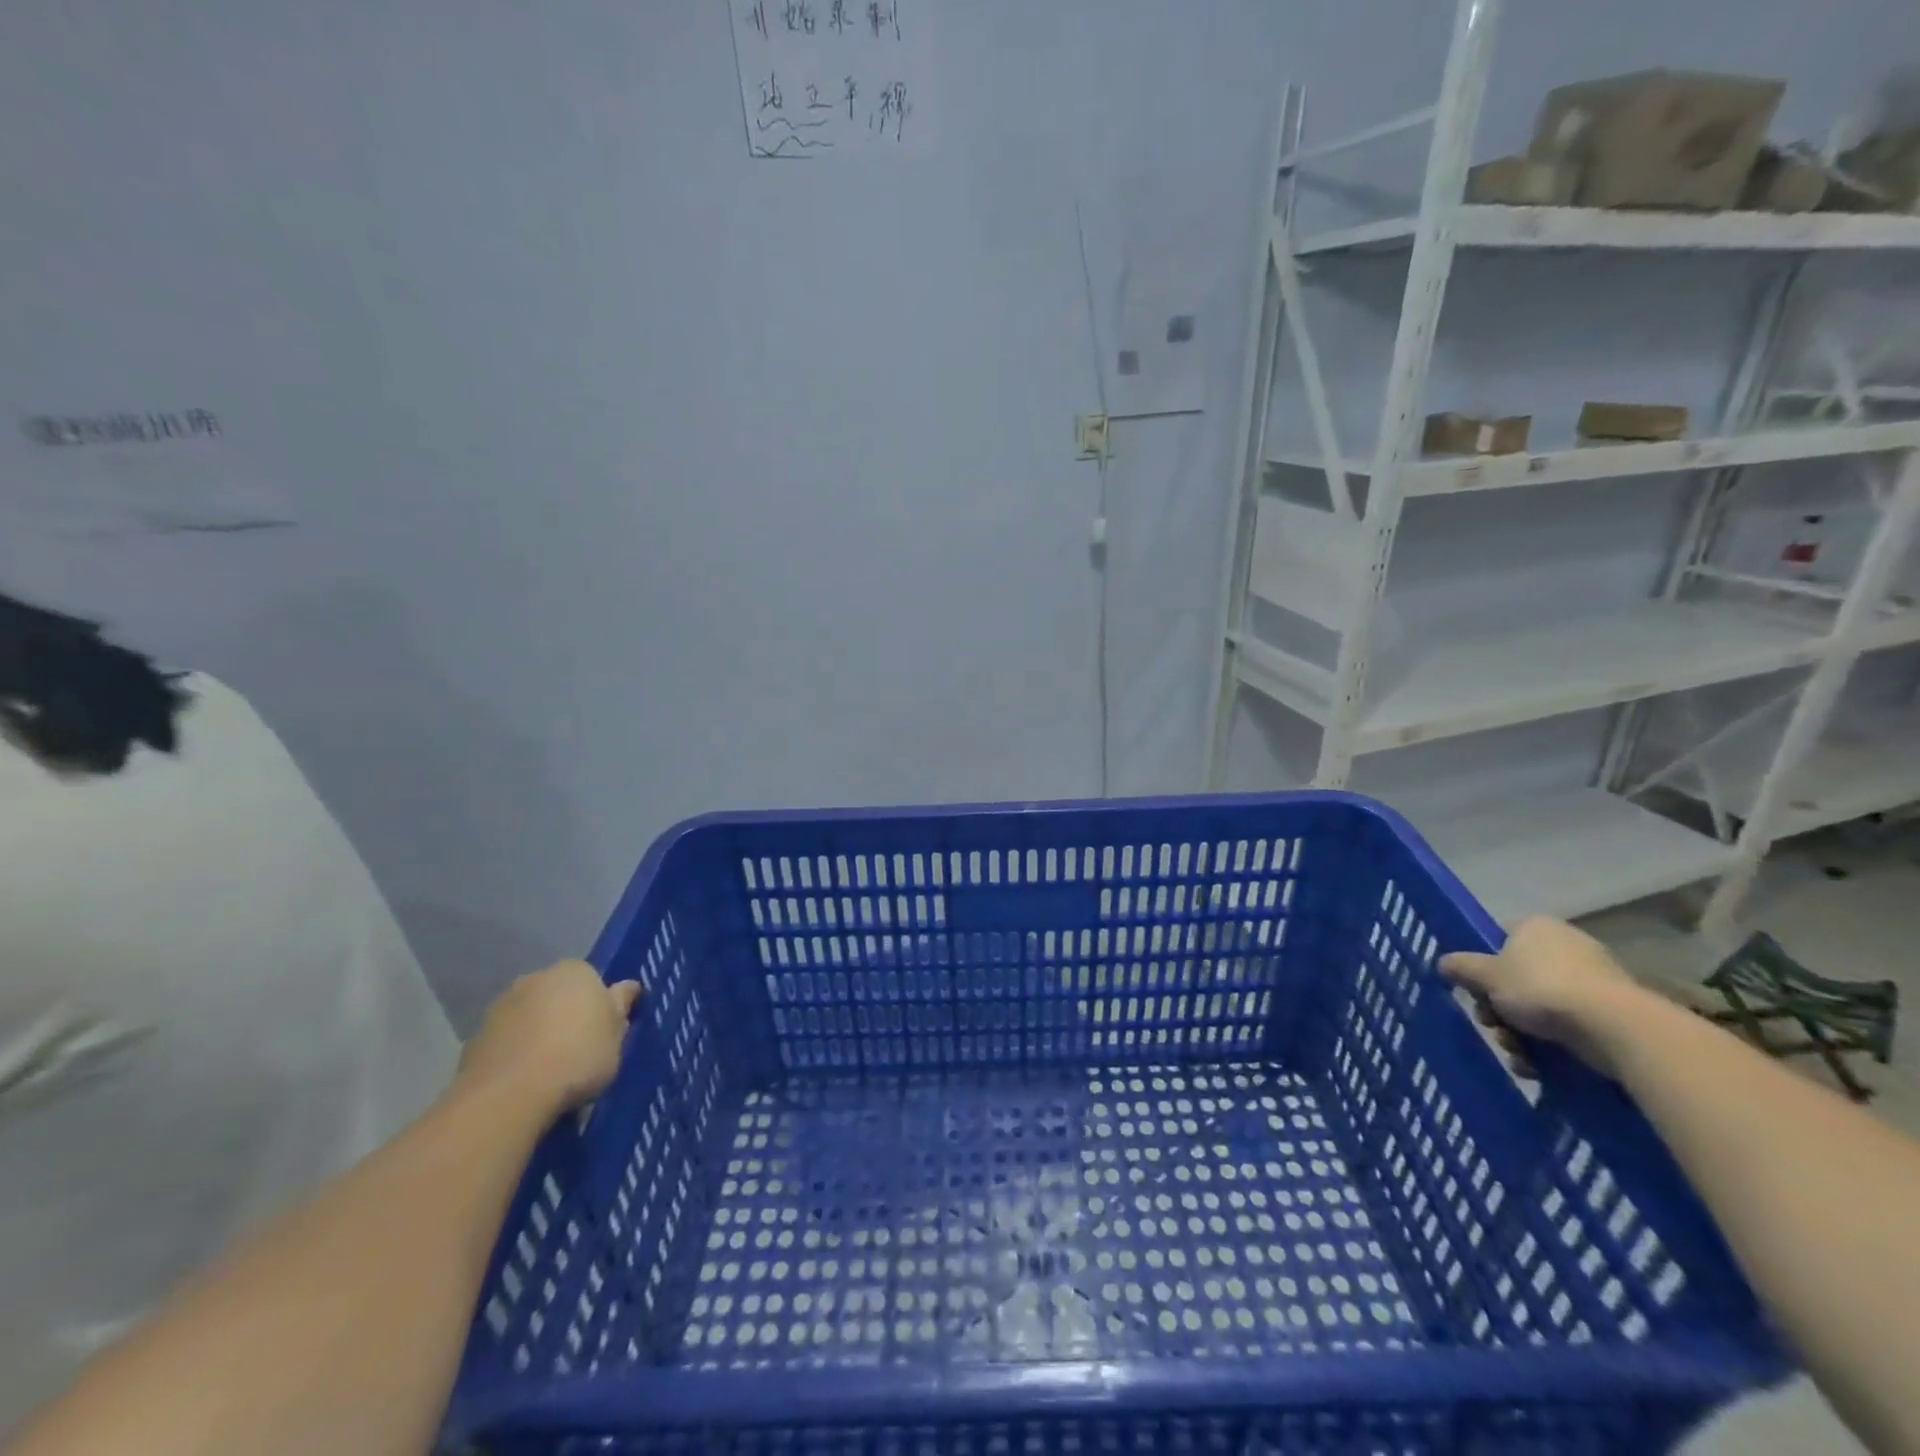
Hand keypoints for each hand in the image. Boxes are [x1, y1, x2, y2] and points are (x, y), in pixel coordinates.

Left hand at [458, 960, 639, 1114]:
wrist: (510, 1095)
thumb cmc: (578, 1056)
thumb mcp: (617, 1035)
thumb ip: (621, 1006)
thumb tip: (627, 987)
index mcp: (575, 970)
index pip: (593, 980)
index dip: (600, 1006)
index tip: (604, 1033)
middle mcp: (536, 978)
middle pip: (558, 995)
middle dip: (566, 1016)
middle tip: (579, 1051)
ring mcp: (501, 1007)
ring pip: (529, 1017)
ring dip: (538, 1034)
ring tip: (549, 1072)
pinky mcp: (475, 1039)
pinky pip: (506, 1043)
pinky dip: (515, 1055)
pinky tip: (524, 1082)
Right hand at [1440, 917, 1644, 1079]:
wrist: (1614, 1028)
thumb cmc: (1541, 989)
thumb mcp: (1486, 976)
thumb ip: (1460, 967)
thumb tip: (1442, 963)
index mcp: (1536, 927)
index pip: (1499, 940)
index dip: (1483, 967)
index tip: (1476, 991)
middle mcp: (1566, 946)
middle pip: (1517, 978)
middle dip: (1500, 1008)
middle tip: (1492, 1026)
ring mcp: (1594, 980)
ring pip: (1540, 1007)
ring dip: (1520, 1033)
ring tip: (1516, 1053)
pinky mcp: (1613, 1013)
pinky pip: (1569, 1026)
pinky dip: (1550, 1046)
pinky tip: (1538, 1066)